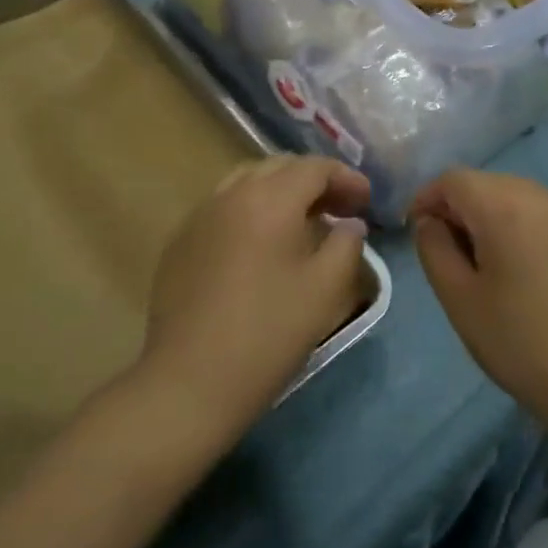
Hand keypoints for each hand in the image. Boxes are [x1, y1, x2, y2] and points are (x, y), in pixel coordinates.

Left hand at [143, 157, 372, 442]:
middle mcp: (231, 193)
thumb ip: (346, 244)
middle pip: (279, 167)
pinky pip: (223, 206)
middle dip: (315, 180)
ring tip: (302, 220)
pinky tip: (261, 243)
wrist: (190, 381)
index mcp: (270, 199)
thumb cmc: (268, 333)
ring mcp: (200, 215)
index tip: (367, 200)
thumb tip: (350, 223)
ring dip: (280, 191)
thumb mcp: (326, 290)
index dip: (346, 178)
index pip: (314, 168)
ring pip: (247, 181)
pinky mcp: (180, 241)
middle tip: (340, 208)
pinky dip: (250, 209)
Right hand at [410, 171, 547, 424]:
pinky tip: (524, 270)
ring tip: (485, 262)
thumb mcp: (458, 297)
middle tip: (447, 250)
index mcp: (505, 206)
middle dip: (460, 207)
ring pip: (517, 196)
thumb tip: (431, 222)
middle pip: (487, 184)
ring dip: (492, 216)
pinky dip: (523, 227)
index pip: (454, 180)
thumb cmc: (517, 340)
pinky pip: (544, 216)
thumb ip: (434, 248)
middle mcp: (541, 197)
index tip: (416, 230)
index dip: (427, 199)